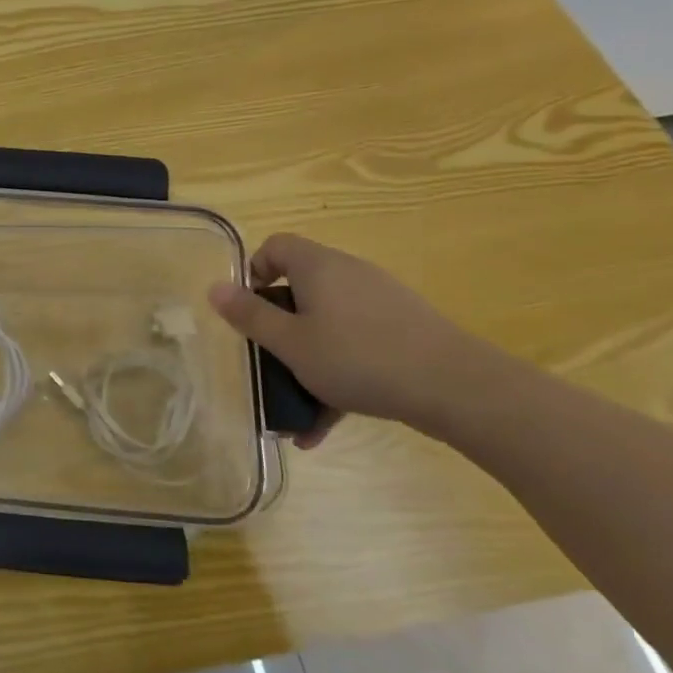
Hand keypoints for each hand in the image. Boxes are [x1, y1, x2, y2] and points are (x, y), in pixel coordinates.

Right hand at [207, 233, 507, 437]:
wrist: (458, 388)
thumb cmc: (358, 358)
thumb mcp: (291, 343)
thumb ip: (250, 316)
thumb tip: (214, 287)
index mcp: (318, 267)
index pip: (275, 246)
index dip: (254, 272)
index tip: (248, 310)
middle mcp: (349, 274)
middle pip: (301, 288)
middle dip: (279, 327)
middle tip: (269, 359)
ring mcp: (380, 302)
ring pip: (328, 324)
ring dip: (306, 360)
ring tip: (293, 407)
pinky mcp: (403, 331)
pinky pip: (356, 346)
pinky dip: (338, 375)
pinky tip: (323, 426)